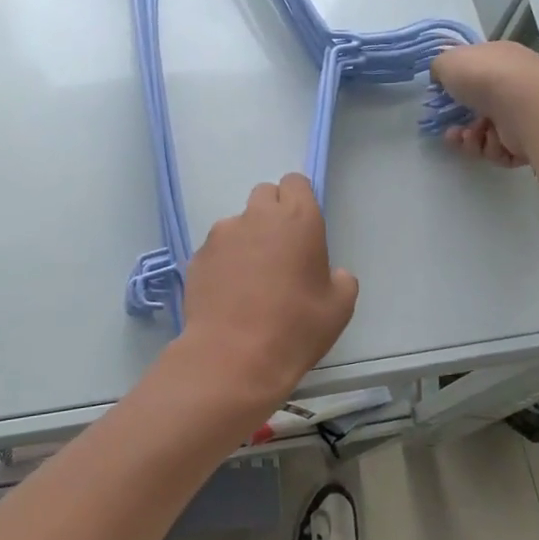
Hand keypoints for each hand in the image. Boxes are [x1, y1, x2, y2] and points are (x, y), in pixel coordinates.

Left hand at [179, 173, 358, 406]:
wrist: (233, 356)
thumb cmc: (295, 328)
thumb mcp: (339, 308)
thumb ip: (341, 279)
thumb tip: (333, 274)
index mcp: (297, 219)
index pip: (295, 183)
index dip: (299, 200)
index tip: (302, 227)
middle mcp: (256, 216)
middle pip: (264, 195)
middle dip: (272, 214)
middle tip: (279, 251)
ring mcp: (221, 235)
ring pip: (237, 224)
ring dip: (246, 240)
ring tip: (250, 281)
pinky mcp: (197, 257)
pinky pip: (216, 251)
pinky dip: (224, 263)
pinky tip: (228, 295)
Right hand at [431, 41, 538, 167]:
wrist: (523, 104)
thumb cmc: (484, 75)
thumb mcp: (448, 61)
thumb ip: (439, 68)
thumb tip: (442, 78)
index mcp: (500, 59)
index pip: (478, 72)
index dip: (458, 87)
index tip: (443, 100)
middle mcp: (515, 84)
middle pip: (479, 107)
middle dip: (460, 121)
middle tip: (451, 128)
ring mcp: (523, 113)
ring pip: (486, 132)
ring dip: (470, 138)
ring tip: (468, 136)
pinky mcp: (529, 140)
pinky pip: (500, 149)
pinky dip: (490, 148)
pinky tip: (488, 141)